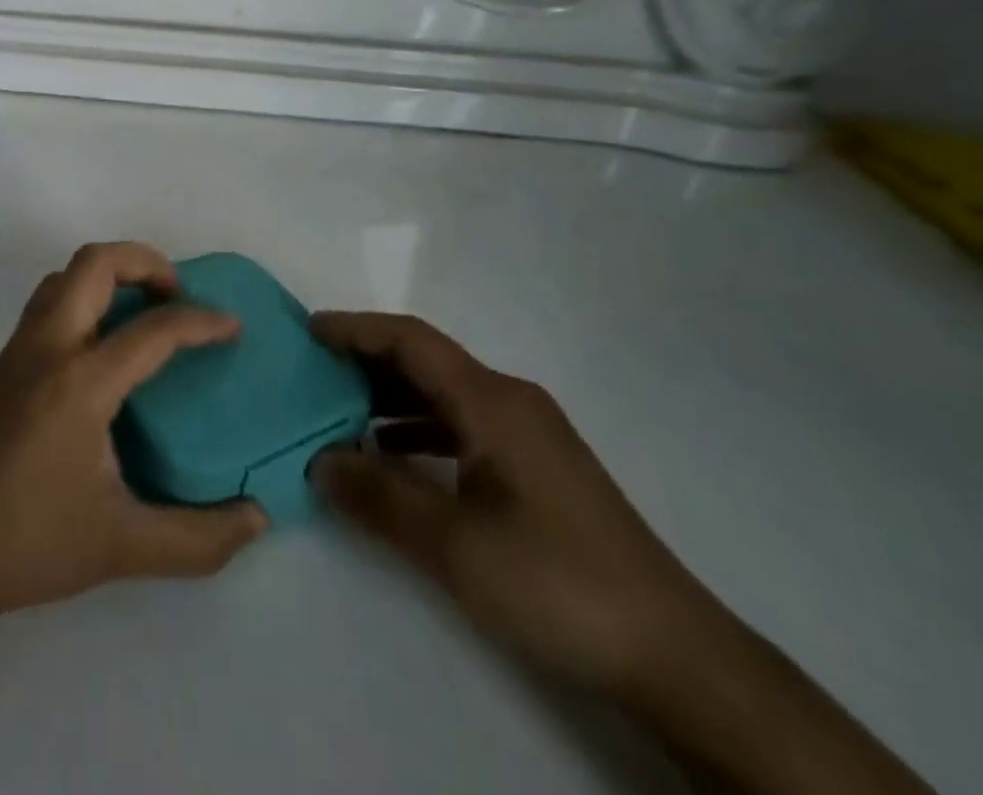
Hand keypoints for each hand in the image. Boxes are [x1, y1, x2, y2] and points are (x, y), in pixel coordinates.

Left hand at [0, 243, 268, 620]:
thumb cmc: (27, 542)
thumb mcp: (121, 547)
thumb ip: (197, 538)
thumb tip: (257, 520)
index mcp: (80, 382)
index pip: (153, 329)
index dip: (202, 321)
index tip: (232, 326)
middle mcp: (47, 348)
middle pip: (95, 263)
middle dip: (146, 262)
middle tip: (178, 296)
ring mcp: (18, 351)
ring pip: (64, 276)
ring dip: (109, 275)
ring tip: (143, 312)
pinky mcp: (1, 365)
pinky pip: (48, 302)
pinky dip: (84, 297)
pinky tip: (101, 347)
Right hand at [309, 312, 731, 702]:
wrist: (675, 654)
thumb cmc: (558, 583)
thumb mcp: (455, 545)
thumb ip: (379, 497)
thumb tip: (318, 462)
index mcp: (491, 401)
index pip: (410, 340)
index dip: (355, 329)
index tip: (307, 330)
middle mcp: (509, 401)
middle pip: (425, 361)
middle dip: (366, 360)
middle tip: (312, 371)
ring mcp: (527, 433)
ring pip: (443, 394)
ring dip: (390, 396)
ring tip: (338, 410)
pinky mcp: (535, 466)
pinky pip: (462, 425)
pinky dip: (418, 429)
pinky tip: (392, 455)